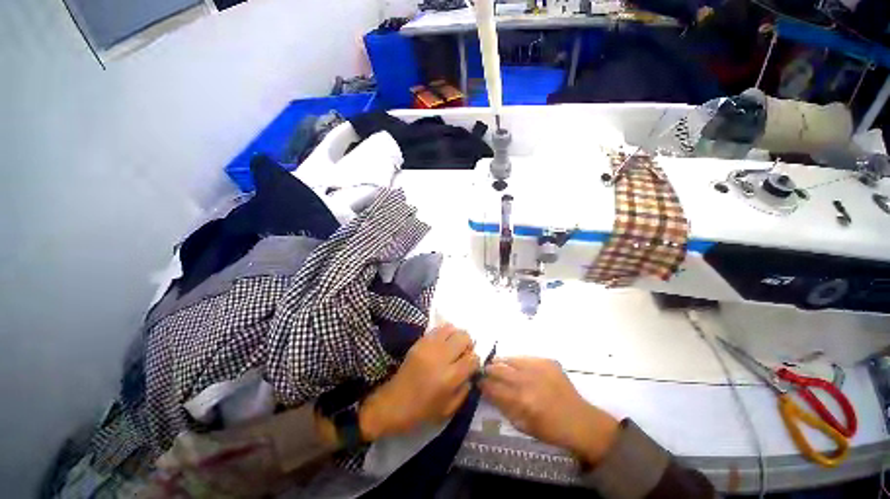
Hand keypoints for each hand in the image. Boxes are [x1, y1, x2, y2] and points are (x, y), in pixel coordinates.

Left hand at [359, 324, 479, 438]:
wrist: (393, 403)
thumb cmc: (422, 411)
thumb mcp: (449, 409)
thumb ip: (465, 389)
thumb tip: (472, 372)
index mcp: (449, 377)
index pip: (472, 358)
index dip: (475, 361)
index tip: (470, 366)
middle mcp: (441, 357)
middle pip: (464, 337)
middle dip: (468, 345)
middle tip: (462, 355)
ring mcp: (428, 346)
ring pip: (451, 328)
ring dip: (455, 337)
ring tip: (451, 348)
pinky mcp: (419, 342)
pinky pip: (438, 329)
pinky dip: (444, 334)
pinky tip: (441, 345)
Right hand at [480, 357, 619, 465]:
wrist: (580, 421)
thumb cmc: (551, 430)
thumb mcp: (524, 426)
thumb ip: (504, 407)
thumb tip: (489, 393)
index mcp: (522, 401)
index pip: (495, 388)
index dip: (483, 384)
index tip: (477, 382)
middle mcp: (529, 381)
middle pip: (500, 370)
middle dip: (489, 370)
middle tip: (484, 370)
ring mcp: (539, 368)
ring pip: (511, 359)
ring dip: (500, 361)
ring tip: (495, 363)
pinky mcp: (547, 362)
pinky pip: (526, 357)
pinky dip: (517, 360)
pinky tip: (514, 364)